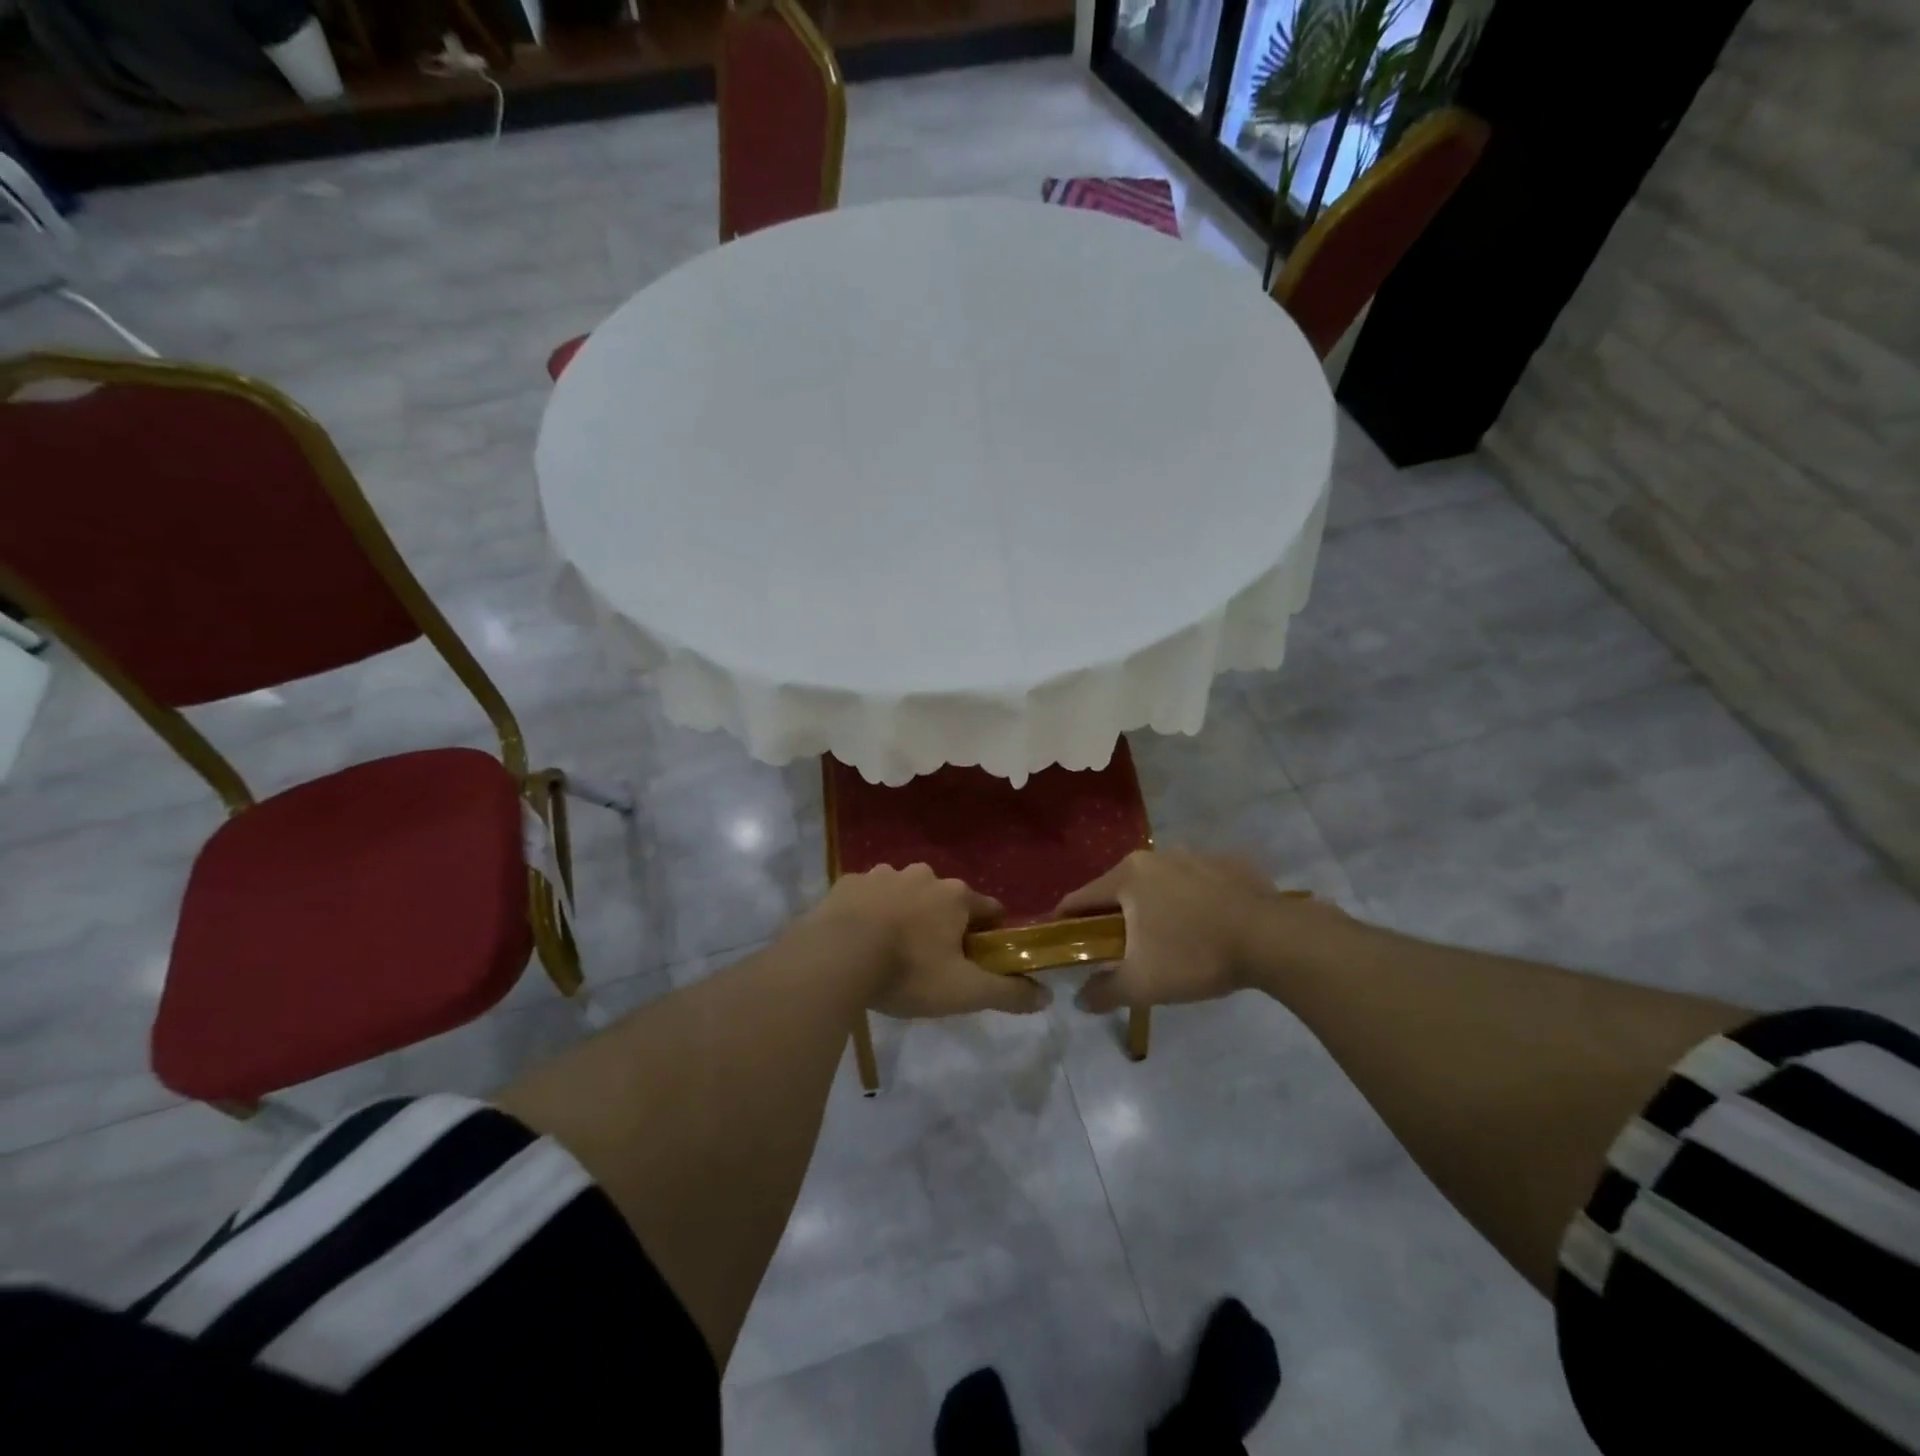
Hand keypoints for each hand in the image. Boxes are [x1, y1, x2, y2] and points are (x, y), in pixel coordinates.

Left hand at [809, 864, 1052, 1017]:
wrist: (834, 958)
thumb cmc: (907, 971)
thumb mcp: (964, 991)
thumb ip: (1007, 993)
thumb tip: (1046, 996)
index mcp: (955, 896)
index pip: (989, 910)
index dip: (990, 935)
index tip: (980, 959)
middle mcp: (923, 875)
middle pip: (946, 900)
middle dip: (944, 924)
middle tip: (931, 962)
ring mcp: (882, 874)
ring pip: (906, 893)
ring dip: (906, 914)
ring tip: (891, 951)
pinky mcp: (848, 882)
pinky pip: (869, 896)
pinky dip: (870, 912)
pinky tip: (860, 939)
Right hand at [1053, 850, 1338, 1012]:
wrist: (1274, 940)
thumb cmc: (1195, 955)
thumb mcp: (1143, 984)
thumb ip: (1104, 991)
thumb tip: (1079, 1000)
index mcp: (1128, 876)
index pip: (1080, 899)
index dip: (1066, 923)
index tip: (1063, 944)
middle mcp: (1155, 857)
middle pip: (1119, 890)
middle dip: (1114, 919)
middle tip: (1119, 952)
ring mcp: (1194, 856)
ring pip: (1159, 885)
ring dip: (1153, 909)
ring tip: (1167, 942)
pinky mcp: (1228, 864)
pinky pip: (1195, 884)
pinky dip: (1191, 903)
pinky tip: (1206, 928)